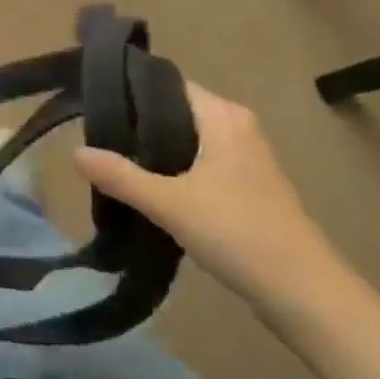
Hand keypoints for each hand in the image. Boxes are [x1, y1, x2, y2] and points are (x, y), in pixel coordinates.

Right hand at [73, 83, 336, 309]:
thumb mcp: (169, 203)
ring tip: (113, 162)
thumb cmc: (238, 233)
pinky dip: (174, 171)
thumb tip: (75, 153)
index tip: (94, 104)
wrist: (304, 294)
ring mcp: (246, 159)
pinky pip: (200, 164)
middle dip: (138, 125)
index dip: (131, 90)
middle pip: (175, 112)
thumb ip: (120, 176)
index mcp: (224, 117)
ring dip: (155, 152)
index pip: (168, 84)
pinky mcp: (248, 188)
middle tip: (96, 137)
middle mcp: (237, 128)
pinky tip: (148, 191)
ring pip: (187, 141)